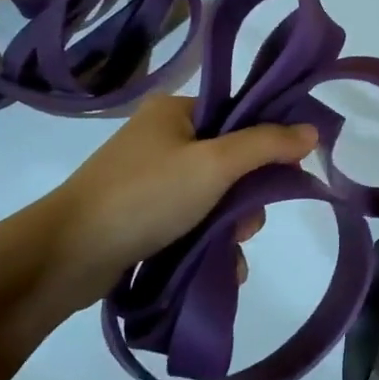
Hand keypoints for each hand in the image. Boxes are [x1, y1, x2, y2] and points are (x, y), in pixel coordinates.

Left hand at [22, 95, 317, 316]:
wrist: (66, 256)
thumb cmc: (145, 196)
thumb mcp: (215, 165)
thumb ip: (266, 145)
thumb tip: (313, 130)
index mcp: (175, 111)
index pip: (238, 113)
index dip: (268, 140)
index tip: (288, 171)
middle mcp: (162, 138)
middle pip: (230, 158)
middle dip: (247, 195)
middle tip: (246, 223)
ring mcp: (149, 178)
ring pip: (214, 195)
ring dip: (231, 224)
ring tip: (230, 252)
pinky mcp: (141, 215)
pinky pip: (191, 220)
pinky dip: (209, 240)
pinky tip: (224, 268)